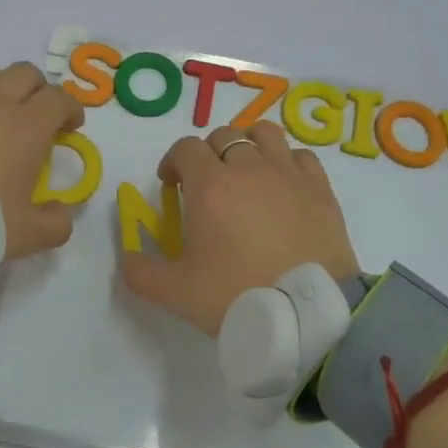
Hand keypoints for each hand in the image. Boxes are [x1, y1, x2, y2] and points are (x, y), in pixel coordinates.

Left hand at [0, 63, 85, 259]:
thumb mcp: (29, 236)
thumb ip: (56, 223)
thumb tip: (60, 210)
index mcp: (28, 128)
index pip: (60, 100)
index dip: (71, 109)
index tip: (70, 128)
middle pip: (25, 74)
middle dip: (38, 90)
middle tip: (37, 116)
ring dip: (0, 85)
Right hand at [121, 122, 359, 335]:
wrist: (306, 313)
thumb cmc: (236, 295)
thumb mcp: (175, 293)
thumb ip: (141, 272)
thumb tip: (126, 256)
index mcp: (210, 185)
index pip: (186, 149)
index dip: (173, 161)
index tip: (171, 185)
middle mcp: (249, 168)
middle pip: (224, 136)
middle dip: (208, 154)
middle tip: (206, 185)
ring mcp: (289, 174)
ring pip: (265, 134)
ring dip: (248, 145)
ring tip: (245, 171)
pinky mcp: (320, 188)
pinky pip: (300, 155)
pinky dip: (286, 161)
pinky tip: (282, 184)